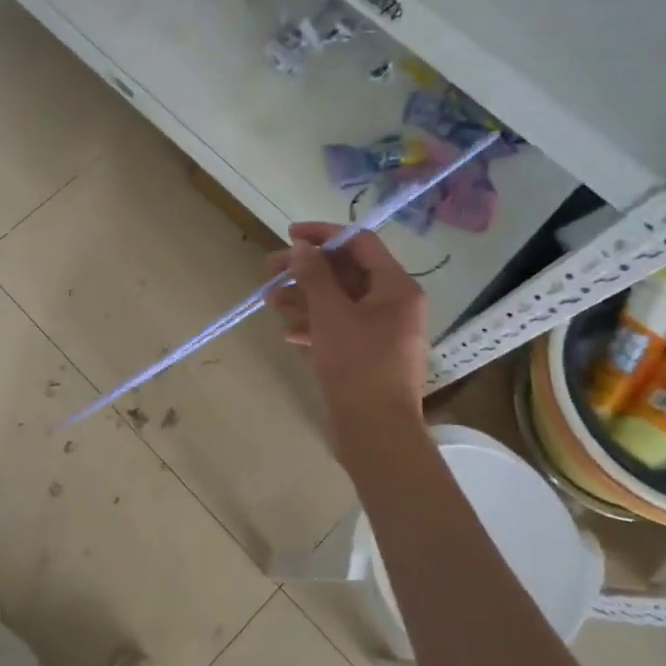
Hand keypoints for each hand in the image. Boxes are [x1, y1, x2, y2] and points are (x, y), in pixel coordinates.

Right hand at [265, 223, 427, 425]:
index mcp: (396, 286)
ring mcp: (383, 332)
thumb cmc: (357, 364)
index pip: (360, 243)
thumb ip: (314, 275)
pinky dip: (316, 325)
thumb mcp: (330, 313)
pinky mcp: (370, 355)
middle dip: (306, 270)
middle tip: (269, 271)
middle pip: (346, 272)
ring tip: (271, 302)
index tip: (289, 236)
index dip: (323, 234)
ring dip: (305, 297)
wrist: (376, 431)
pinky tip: (289, 333)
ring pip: (340, 301)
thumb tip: (303, 247)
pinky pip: (341, 327)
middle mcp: (395, 304)